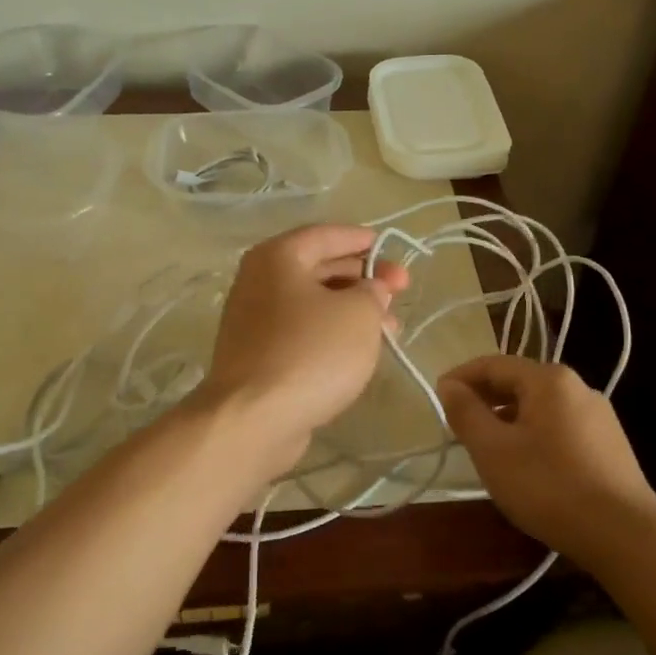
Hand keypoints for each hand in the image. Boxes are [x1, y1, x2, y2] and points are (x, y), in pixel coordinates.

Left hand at [199, 224, 409, 463]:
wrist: (254, 419)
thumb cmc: (310, 352)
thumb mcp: (358, 314)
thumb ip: (373, 292)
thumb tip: (371, 290)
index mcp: (278, 257)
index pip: (326, 235)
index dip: (362, 240)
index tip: (391, 250)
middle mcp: (260, 281)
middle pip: (319, 268)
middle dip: (364, 278)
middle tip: (401, 292)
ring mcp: (255, 321)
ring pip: (313, 304)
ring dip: (353, 310)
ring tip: (391, 329)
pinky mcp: (258, 356)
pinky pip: (303, 332)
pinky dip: (332, 334)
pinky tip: (359, 351)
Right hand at [438, 355, 655, 566]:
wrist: (625, 536)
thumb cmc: (549, 486)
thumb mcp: (493, 450)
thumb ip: (466, 412)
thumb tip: (449, 385)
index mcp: (549, 379)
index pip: (493, 364)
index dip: (461, 377)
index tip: (436, 396)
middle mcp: (578, 387)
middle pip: (519, 382)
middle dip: (484, 399)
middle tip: (457, 424)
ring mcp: (599, 416)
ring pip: (540, 407)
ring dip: (508, 419)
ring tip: (487, 447)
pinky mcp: (610, 445)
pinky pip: (560, 427)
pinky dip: (533, 435)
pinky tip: (526, 465)